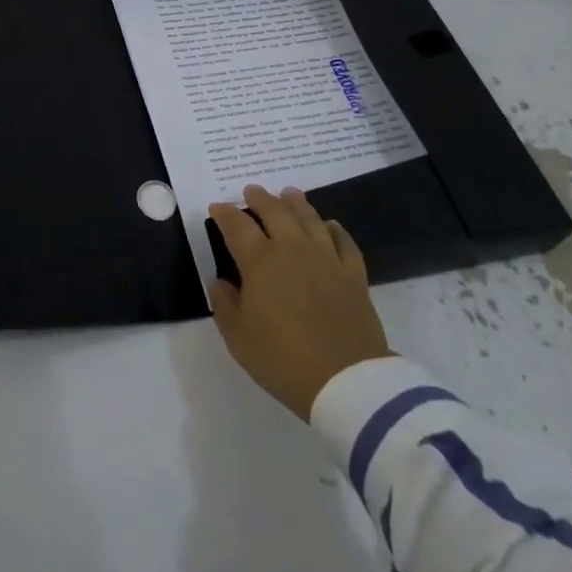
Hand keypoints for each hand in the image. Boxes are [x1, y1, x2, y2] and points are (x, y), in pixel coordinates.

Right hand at [208, 185, 392, 418]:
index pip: (237, 226)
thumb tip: (219, 281)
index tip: (217, 208)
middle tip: (252, 191)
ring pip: (310, 219)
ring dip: (296, 203)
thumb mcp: (238, 338)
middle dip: (260, 198)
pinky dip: (335, 230)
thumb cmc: (282, 359)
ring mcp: (326, 259)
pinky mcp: (353, 275)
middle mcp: (292, 249)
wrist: (346, 380)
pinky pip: (344, 242)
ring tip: (289, 193)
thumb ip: (224, 304)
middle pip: (275, 211)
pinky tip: (330, 226)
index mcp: (260, 261)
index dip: (224, 213)